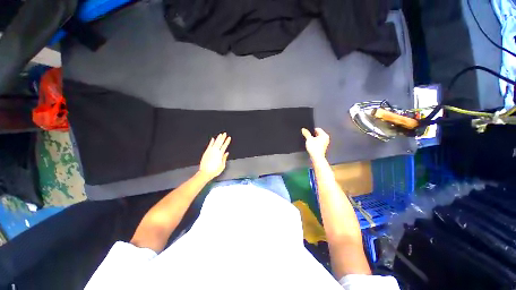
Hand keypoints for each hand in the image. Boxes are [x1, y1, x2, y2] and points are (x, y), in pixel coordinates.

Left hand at [199, 133, 230, 179]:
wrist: (205, 173)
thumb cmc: (215, 170)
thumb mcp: (222, 166)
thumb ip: (224, 158)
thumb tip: (227, 153)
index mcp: (220, 154)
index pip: (224, 146)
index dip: (227, 141)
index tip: (229, 138)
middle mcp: (215, 151)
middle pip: (220, 143)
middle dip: (223, 138)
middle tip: (225, 133)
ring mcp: (210, 151)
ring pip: (215, 143)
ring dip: (218, 138)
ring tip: (220, 134)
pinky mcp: (206, 152)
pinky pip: (209, 145)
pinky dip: (211, 142)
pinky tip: (213, 139)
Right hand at [301, 128, 329, 160]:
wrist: (316, 157)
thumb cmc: (315, 149)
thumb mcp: (309, 139)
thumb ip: (306, 133)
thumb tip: (303, 129)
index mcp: (324, 135)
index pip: (317, 129)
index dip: (311, 130)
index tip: (307, 132)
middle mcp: (326, 138)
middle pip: (317, 133)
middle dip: (312, 135)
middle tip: (308, 138)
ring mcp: (325, 143)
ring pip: (317, 138)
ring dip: (313, 139)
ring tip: (310, 142)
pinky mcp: (322, 147)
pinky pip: (318, 142)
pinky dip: (314, 143)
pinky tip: (312, 145)